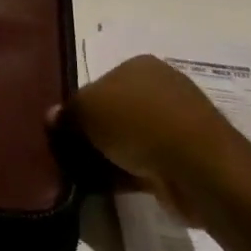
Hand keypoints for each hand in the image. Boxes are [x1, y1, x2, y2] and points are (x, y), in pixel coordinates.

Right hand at [54, 55, 249, 223]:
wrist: (198, 166)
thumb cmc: (137, 122)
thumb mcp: (85, 110)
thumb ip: (66, 114)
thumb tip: (53, 117)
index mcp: (140, 65)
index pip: (100, 82)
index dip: (81, 106)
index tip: (68, 129)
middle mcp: (163, 86)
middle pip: (118, 110)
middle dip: (99, 131)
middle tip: (76, 152)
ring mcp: (181, 123)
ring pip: (134, 138)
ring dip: (115, 155)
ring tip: (91, 173)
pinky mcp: (191, 157)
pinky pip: (151, 163)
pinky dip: (133, 173)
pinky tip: (115, 186)